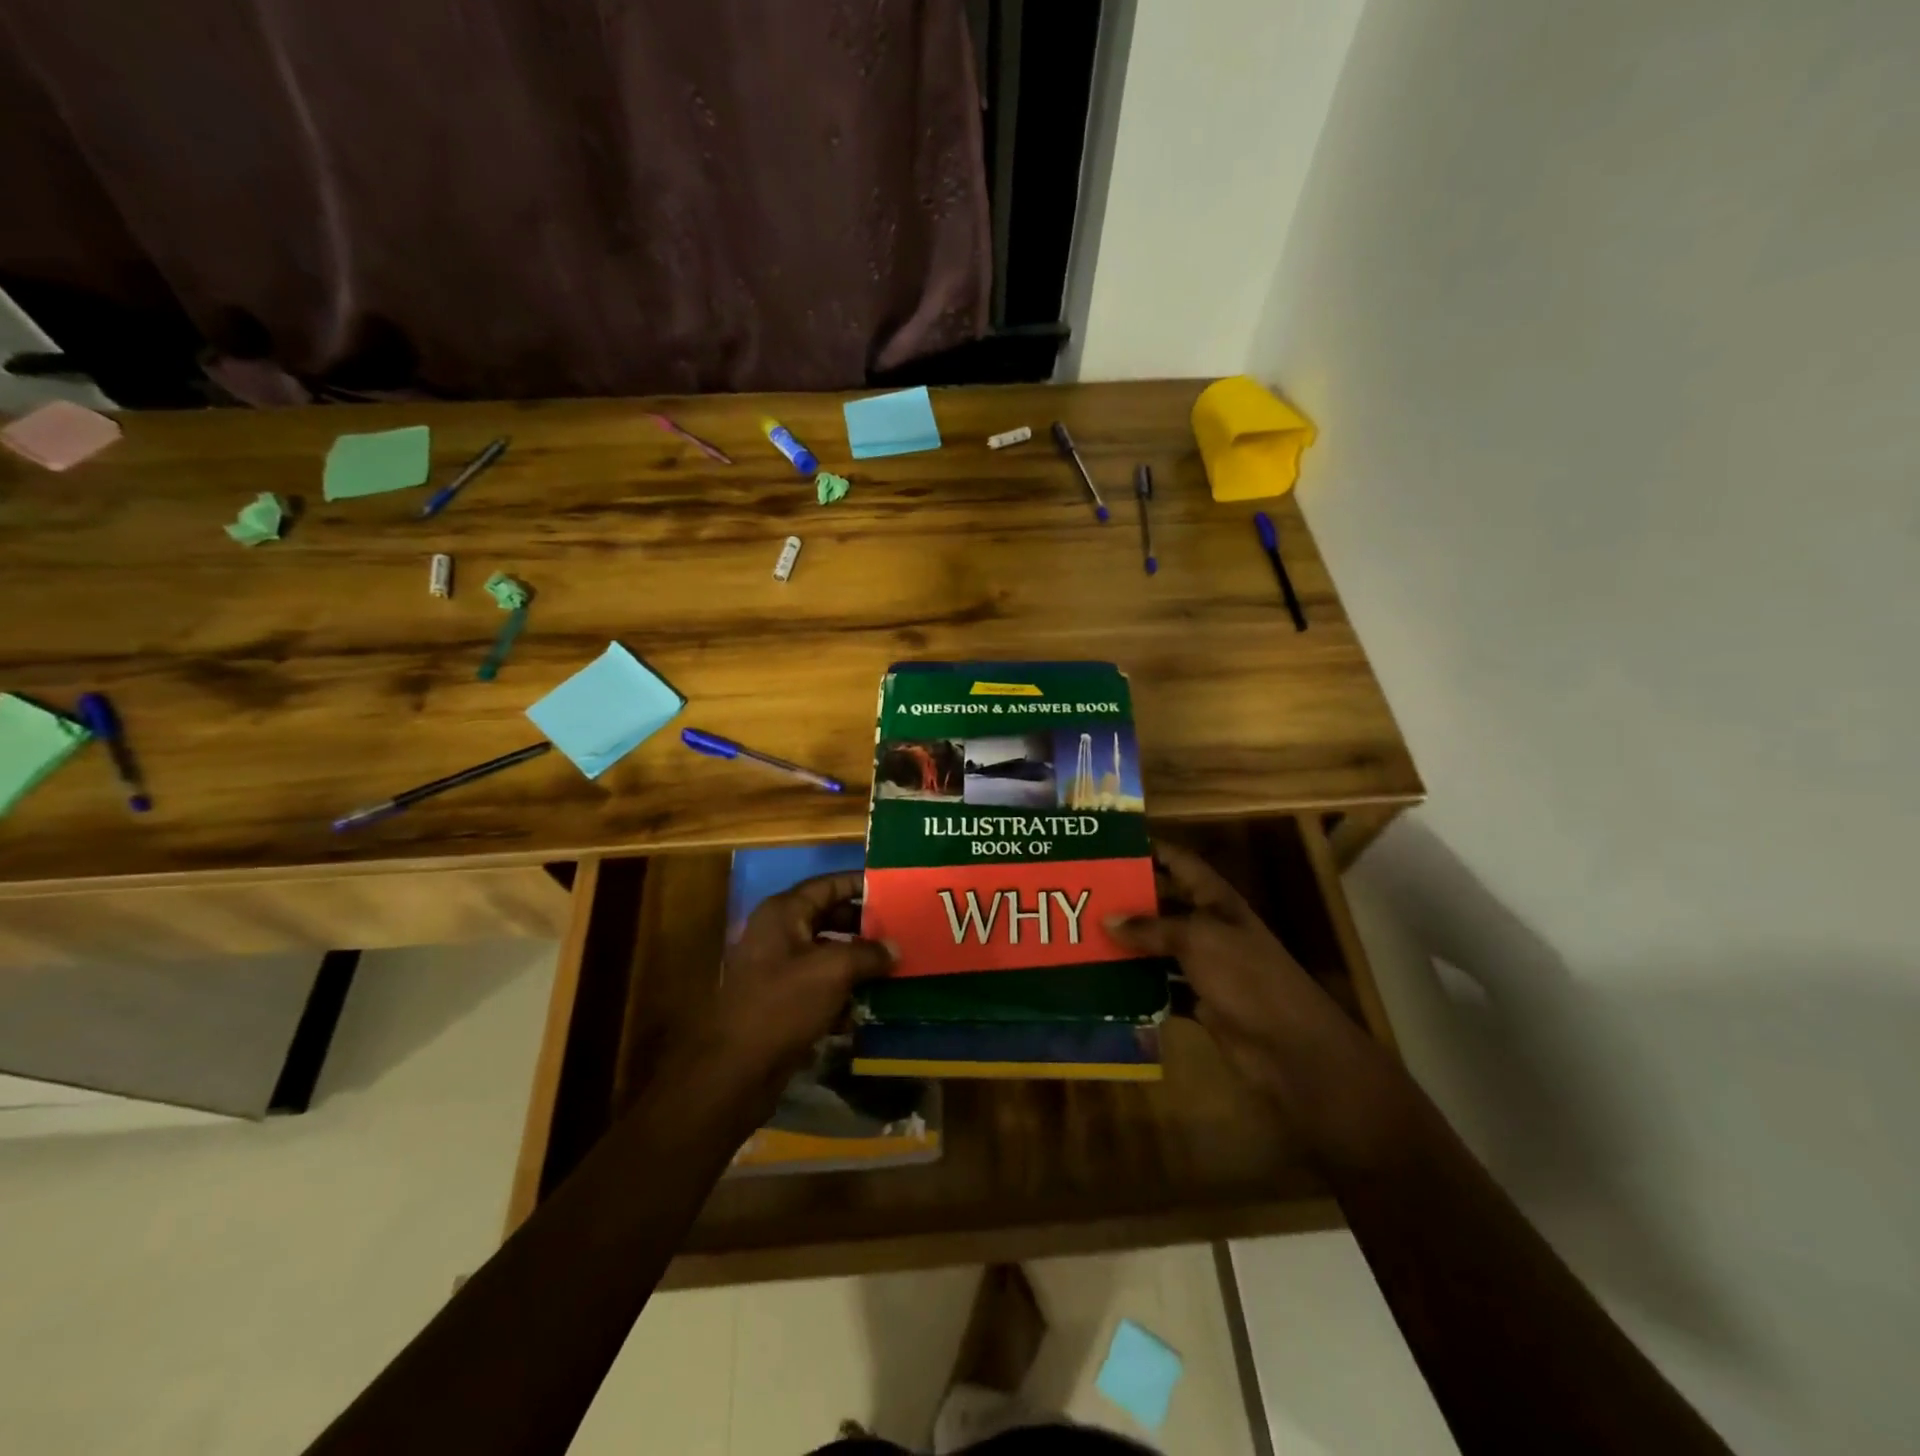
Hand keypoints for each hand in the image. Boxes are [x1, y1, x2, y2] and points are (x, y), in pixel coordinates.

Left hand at [699, 871, 893, 1091]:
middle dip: (864, 927)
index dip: (860, 884)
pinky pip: (818, 985)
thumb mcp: (834, 971)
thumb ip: (868, 953)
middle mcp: (777, 933)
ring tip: (892, 968)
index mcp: (783, 913)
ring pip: (826, 954)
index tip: (894, 888)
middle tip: (899, 931)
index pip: (828, 884)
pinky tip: (866, 1008)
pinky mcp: (780, 1001)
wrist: (735, 1069)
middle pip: (828, 918)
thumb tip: (894, 948)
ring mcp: (776, 968)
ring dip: (857, 963)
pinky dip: (841, 993)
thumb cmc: (783, 1004)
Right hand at [1107, 841, 1402, 1163]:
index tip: (1110, 845)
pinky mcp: (1201, 1001)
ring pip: (1159, 948)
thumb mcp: (1197, 940)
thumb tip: (1106, 920)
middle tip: (1084, 895)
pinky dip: (1138, 986)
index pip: (1180, 862)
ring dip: (1129, 945)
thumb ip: (1151, 928)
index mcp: (1216, 901)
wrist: (1291, 1048)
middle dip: (1129, 899)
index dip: (1151, 850)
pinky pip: (1162, 987)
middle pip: (1164, 904)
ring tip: (1084, 937)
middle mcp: (1210, 927)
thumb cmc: (1247, 977)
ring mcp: (1206, 966)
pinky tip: (1105, 982)